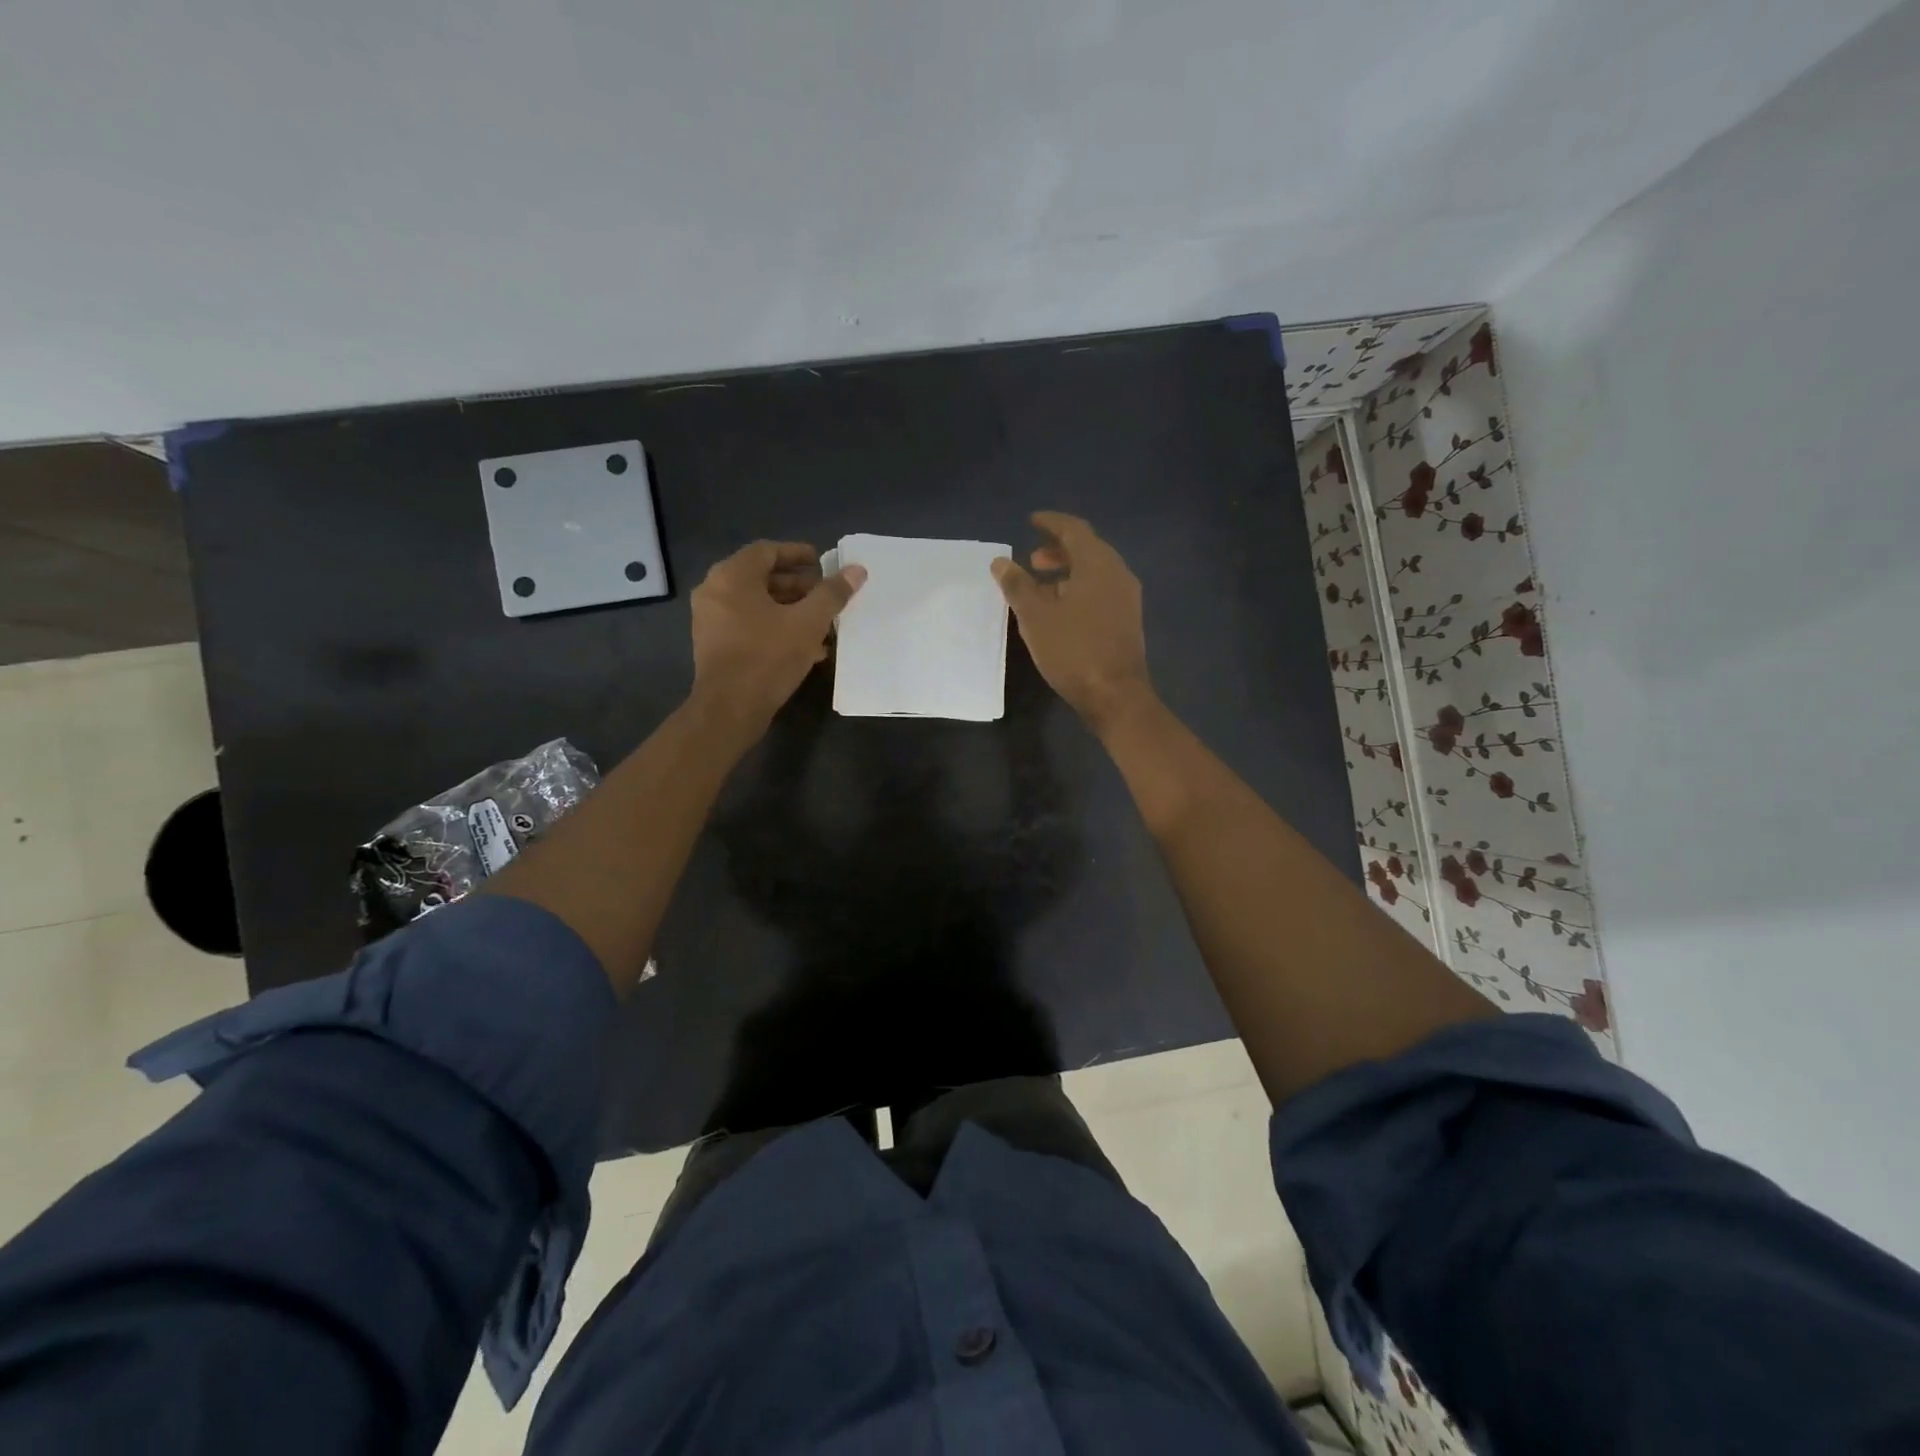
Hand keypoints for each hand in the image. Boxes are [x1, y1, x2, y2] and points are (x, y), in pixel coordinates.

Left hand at [690, 541, 865, 733]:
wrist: (730, 708)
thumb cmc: (768, 657)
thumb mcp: (808, 622)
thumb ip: (832, 594)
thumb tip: (856, 570)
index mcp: (732, 576)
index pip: (767, 550)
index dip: (798, 554)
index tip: (823, 563)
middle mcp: (714, 591)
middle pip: (761, 577)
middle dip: (798, 585)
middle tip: (826, 595)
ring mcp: (711, 619)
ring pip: (757, 604)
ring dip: (790, 609)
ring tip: (822, 622)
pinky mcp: (715, 645)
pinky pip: (748, 624)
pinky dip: (775, 626)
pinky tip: (806, 646)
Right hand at [992, 512, 1154, 730]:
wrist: (1115, 695)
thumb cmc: (1073, 650)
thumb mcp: (1036, 616)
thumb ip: (1017, 585)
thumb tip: (1001, 561)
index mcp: (1098, 564)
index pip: (1074, 529)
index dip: (1051, 522)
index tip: (1032, 521)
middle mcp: (1118, 573)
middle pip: (1087, 549)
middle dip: (1058, 550)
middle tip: (1032, 559)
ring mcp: (1126, 598)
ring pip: (1095, 573)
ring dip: (1067, 573)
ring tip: (1040, 588)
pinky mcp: (1127, 620)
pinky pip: (1101, 592)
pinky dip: (1079, 590)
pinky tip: (1061, 611)